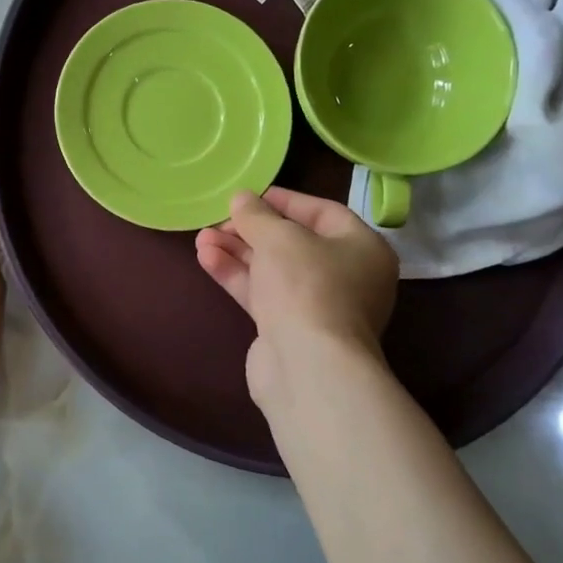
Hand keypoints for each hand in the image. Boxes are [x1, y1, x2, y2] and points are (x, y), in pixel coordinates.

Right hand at [195, 187, 397, 410]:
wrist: (307, 366)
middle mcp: (346, 277)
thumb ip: (257, 215)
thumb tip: (241, 198)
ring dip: (237, 252)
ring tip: (201, 237)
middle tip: (219, 219)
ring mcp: (317, 306)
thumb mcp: (280, 238)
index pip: (323, 213)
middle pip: (294, 243)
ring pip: (273, 270)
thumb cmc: (306, 286)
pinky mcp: (290, 330)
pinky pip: (262, 294)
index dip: (285, 200)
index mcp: (362, 248)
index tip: (250, 195)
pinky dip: (237, 276)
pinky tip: (206, 258)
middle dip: (252, 230)